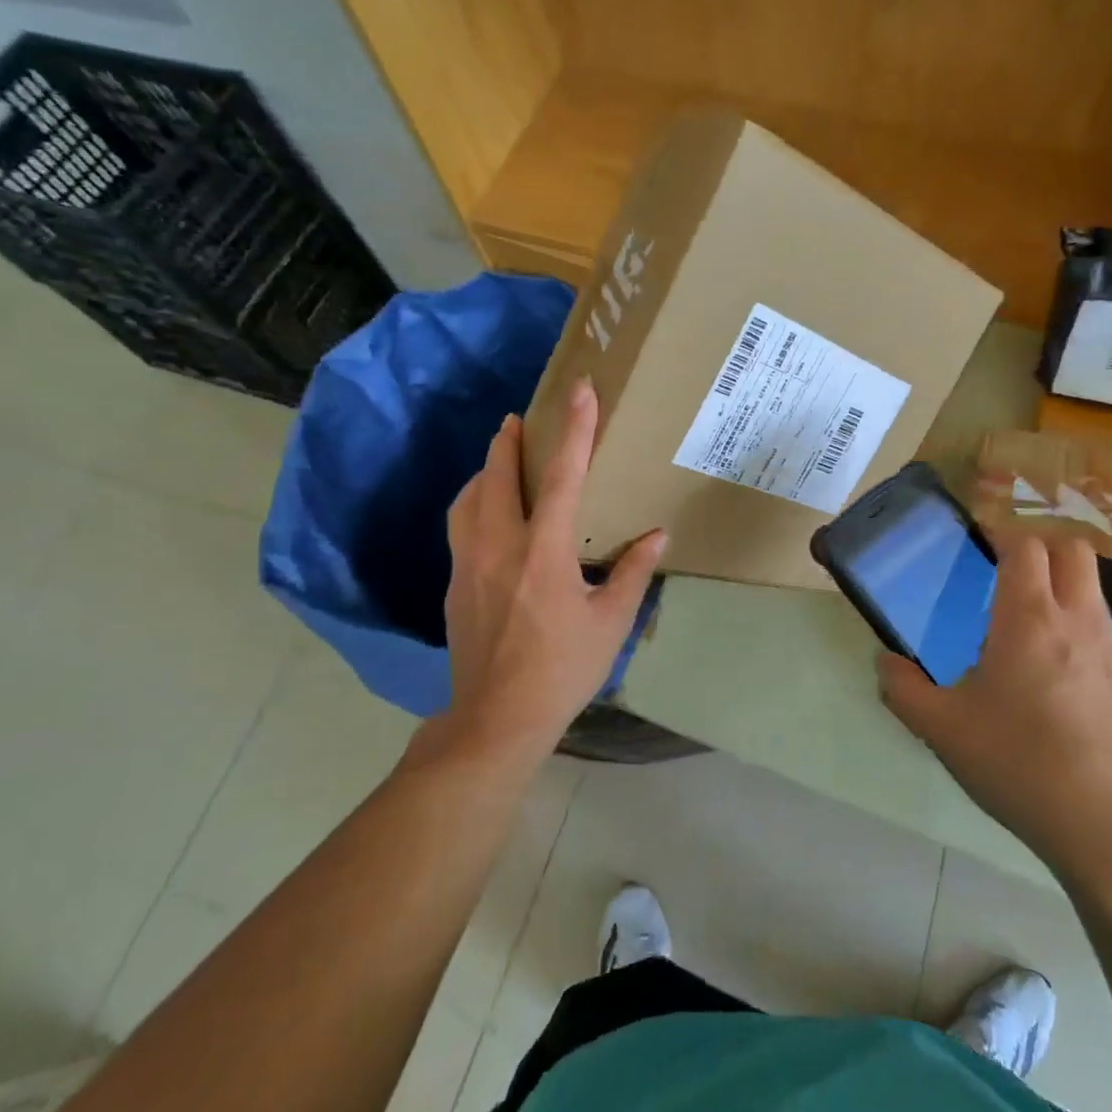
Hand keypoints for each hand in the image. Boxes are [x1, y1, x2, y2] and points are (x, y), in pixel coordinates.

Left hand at [429, 378, 665, 767]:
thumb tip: (657, 535)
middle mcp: (500, 546)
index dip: (575, 431)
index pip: (562, 477)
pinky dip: (474, 503)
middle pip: (497, 475)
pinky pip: (460, 526)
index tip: (579, 392)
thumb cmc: (562, 669)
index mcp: (544, 552)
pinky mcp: (454, 584)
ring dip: (486, 470)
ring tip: (501, 459)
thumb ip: (633, 573)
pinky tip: (488, 514)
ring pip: (469, 498)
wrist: (497, 719)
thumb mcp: (611, 623)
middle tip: (522, 418)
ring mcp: (469, 564)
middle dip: (510, 440)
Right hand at [877, 537, 1111, 869]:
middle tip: (1009, 573)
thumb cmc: (1017, 761)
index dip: (1002, 535)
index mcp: (1028, 618)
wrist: (1107, 825)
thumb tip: (884, 664)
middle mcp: (1077, 621)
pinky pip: (1104, 636)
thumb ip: (902, 689)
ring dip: (1064, 589)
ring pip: (1094, 591)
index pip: (1026, 545)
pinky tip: (1058, 680)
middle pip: (1075, 550)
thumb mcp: (941, 728)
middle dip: (1043, 547)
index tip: (980, 546)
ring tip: (1029, 627)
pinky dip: (1080, 633)